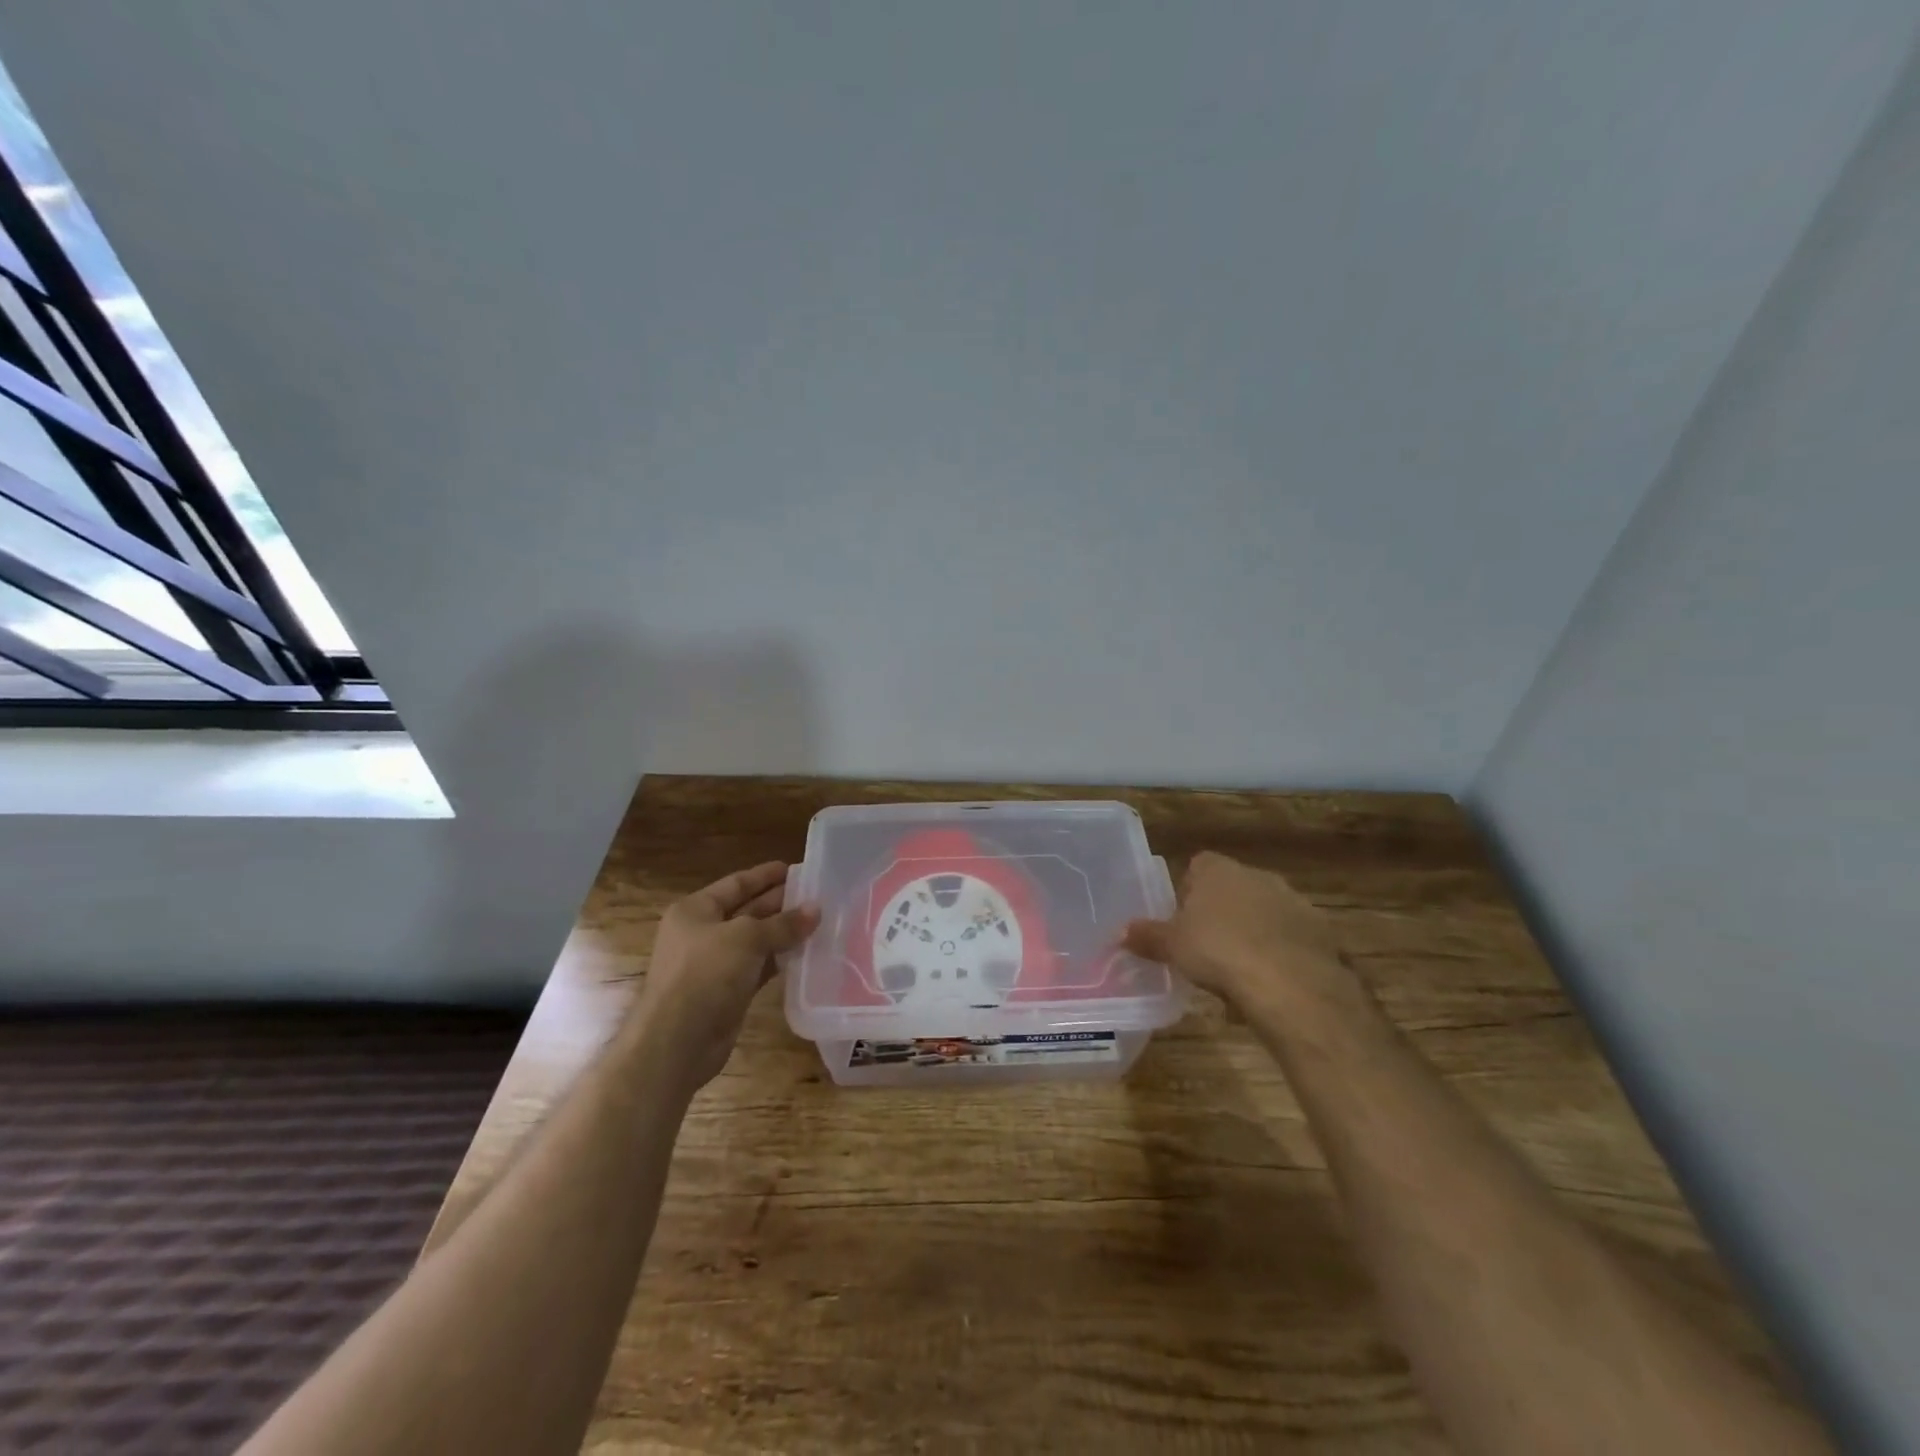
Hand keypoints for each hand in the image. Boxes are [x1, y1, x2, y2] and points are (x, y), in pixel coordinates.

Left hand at [633, 861, 818, 1087]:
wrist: (677, 1042)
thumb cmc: (705, 974)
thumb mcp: (747, 938)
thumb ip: (783, 923)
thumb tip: (815, 909)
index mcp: (695, 910)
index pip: (736, 884)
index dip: (765, 876)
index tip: (796, 868)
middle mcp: (702, 933)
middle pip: (747, 910)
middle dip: (780, 903)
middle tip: (817, 895)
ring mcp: (715, 964)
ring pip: (756, 941)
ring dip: (784, 933)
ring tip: (819, 922)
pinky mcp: (728, 992)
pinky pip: (759, 968)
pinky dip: (780, 960)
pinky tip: (806, 954)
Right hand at [1124, 851, 1347, 1009]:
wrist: (1292, 984)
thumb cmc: (1219, 952)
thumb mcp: (1172, 947)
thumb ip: (1147, 937)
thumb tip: (1121, 934)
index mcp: (1218, 871)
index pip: (1198, 866)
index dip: (1188, 891)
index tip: (1182, 921)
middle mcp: (1257, 875)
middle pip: (1232, 888)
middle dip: (1221, 914)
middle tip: (1207, 948)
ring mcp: (1293, 901)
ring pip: (1264, 913)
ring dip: (1253, 933)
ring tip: (1239, 972)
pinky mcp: (1320, 931)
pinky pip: (1290, 938)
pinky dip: (1281, 954)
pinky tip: (1270, 984)